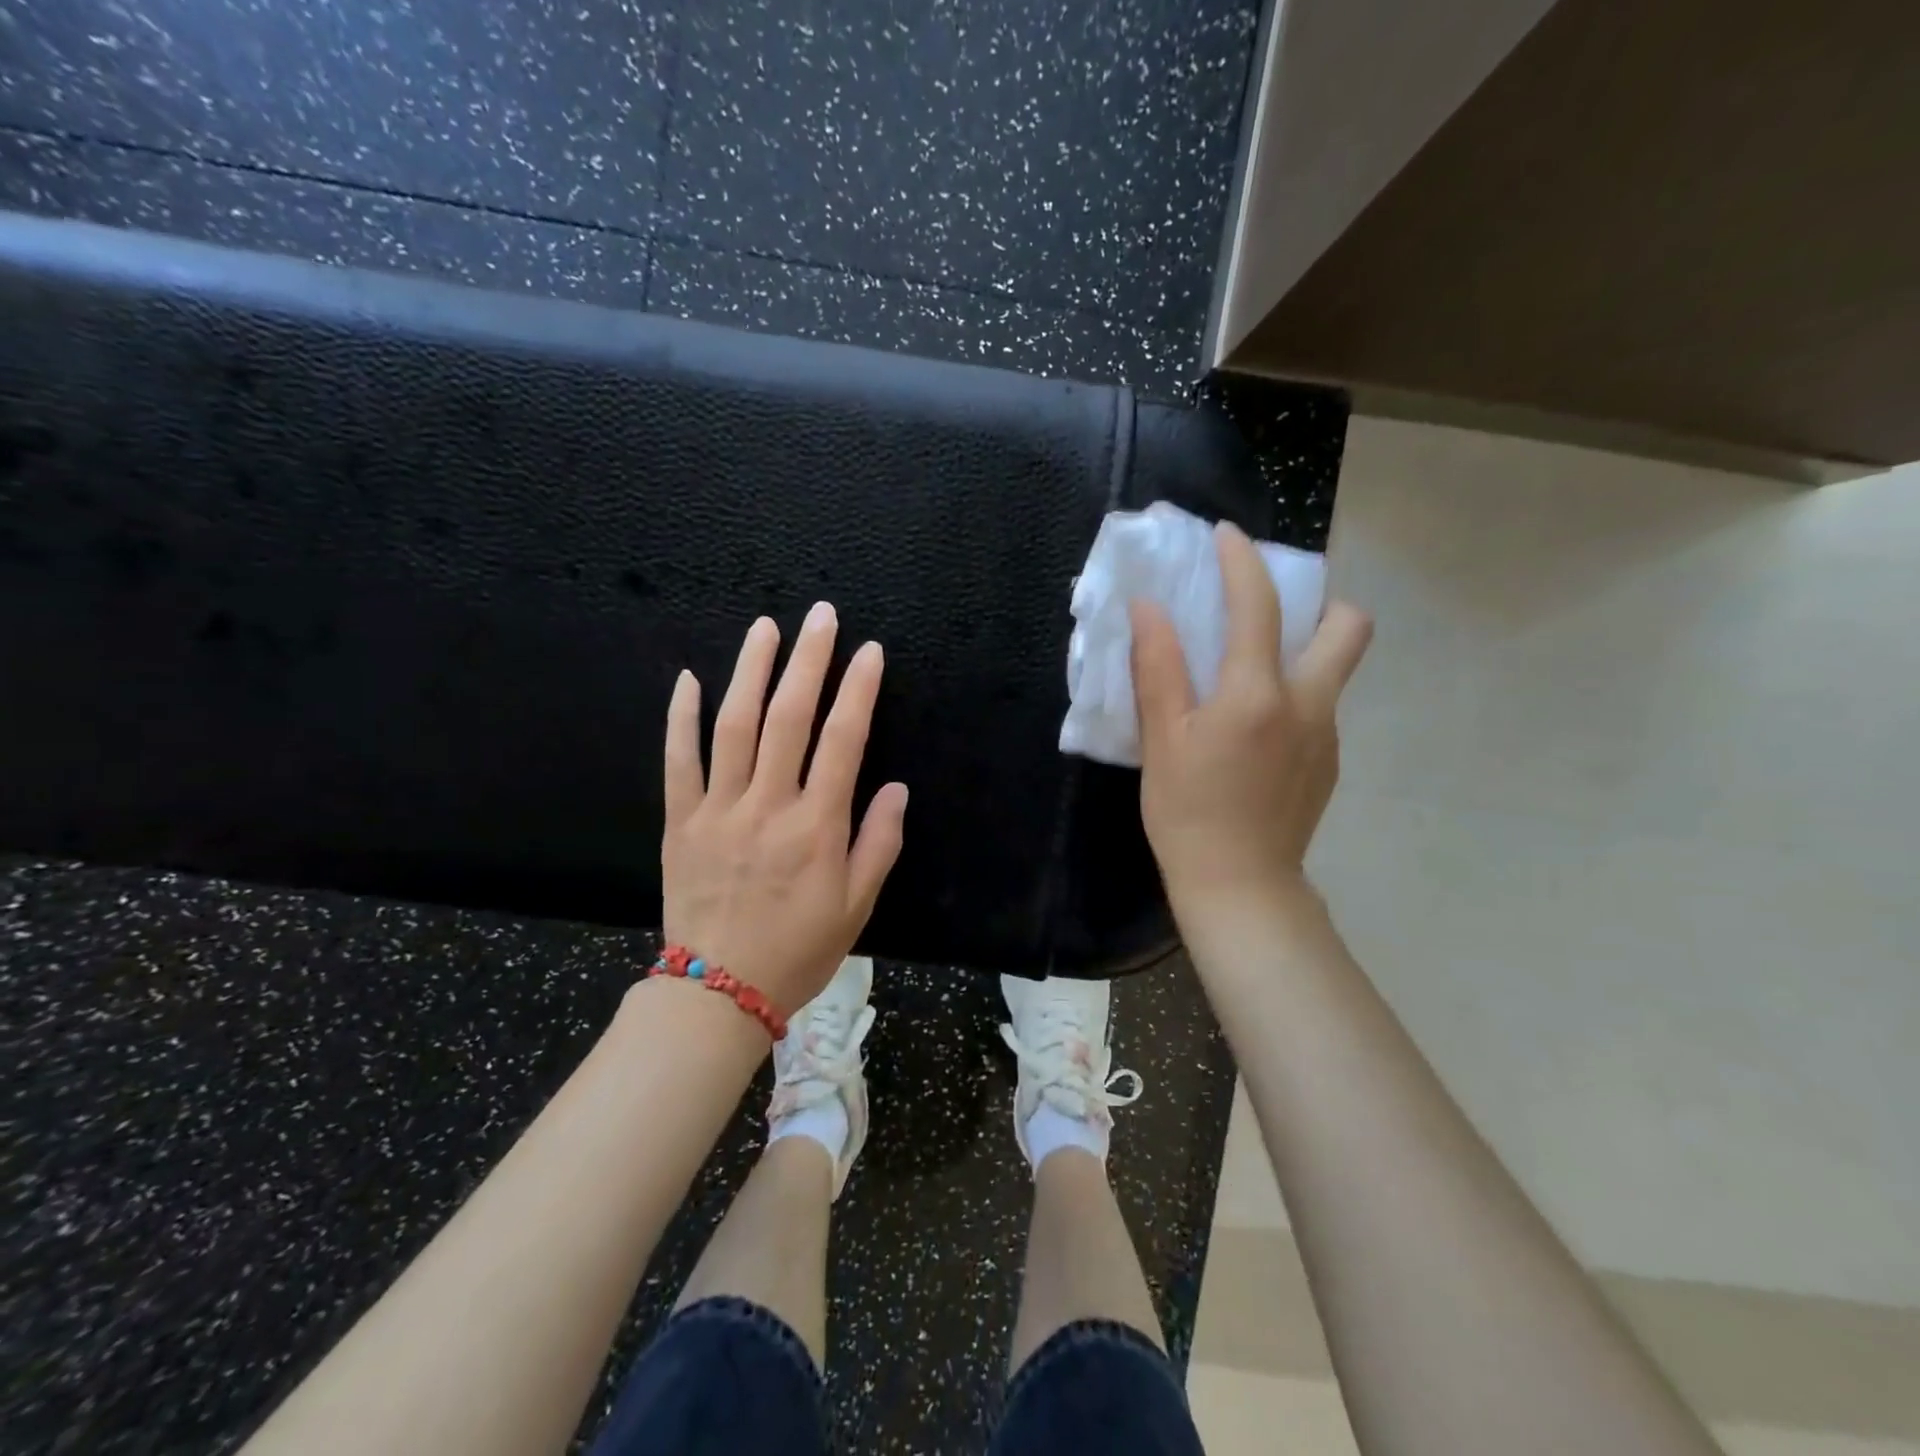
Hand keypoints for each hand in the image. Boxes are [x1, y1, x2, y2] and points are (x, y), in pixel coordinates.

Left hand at [661, 603, 907, 1014]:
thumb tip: (896, 787)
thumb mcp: (857, 905)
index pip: (843, 741)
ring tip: (766, 628)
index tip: (869, 651)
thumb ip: (879, 843)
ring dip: (751, 671)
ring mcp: (718, 810)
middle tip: (820, 616)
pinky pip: (677, 762)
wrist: (718, 991)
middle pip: (788, 718)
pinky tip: (690, 679)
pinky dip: (682, 718)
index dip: (858, 690)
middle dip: (808, 661)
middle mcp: (768, 806)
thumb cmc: (799, 949)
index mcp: (817, 827)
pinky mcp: (680, 822)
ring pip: (733, 726)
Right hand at [1130, 521, 1371, 925]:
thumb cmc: (1187, 812)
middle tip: (1269, 617)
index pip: (1259, 606)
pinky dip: (1292, 696)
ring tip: (1247, 679)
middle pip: (1349, 627)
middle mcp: (1308, 704)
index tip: (1227, 537)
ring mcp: (1327, 735)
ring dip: (1301, 653)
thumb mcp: (1162, 740)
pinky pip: (1319, 708)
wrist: (1239, 886)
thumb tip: (1150, 608)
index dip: (1242, 562)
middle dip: (1320, 603)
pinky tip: (1252, 734)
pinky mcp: (1329, 763)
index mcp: (1257, 694)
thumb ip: (1159, 668)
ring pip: (1334, 670)